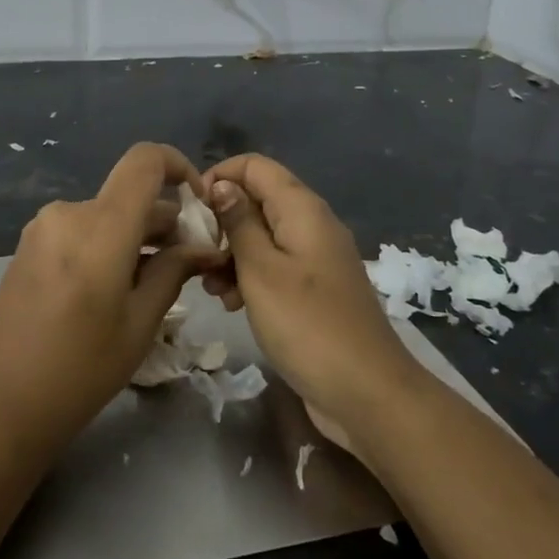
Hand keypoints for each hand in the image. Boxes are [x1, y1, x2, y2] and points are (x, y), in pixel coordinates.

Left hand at [0, 143, 225, 447]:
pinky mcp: (28, 247)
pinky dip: (106, 246)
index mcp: (100, 226)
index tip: (198, 205)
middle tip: (189, 264)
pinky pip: (80, 231)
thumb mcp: (139, 324)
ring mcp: (42, 228)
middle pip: (128, 195)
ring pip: (105, 215)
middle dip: (164, 221)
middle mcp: (68, 213)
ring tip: (153, 284)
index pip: (145, 160)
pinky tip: (113, 289)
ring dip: (135, 237)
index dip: (178, 167)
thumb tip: (202, 247)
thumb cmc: (79, 369)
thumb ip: (173, 272)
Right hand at [201, 154, 423, 437]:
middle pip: (257, 200)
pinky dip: (250, 277)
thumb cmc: (307, 325)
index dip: (219, 177)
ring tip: (212, 288)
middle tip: (198, 256)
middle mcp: (311, 224)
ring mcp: (315, 258)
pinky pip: (275, 266)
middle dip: (222, 222)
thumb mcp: (261, 270)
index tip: (191, 211)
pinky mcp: (314, 288)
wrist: (367, 393)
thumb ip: (238, 222)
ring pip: (262, 236)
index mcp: (302, 209)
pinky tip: (232, 305)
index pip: (254, 166)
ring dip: (231, 255)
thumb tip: (220, 184)